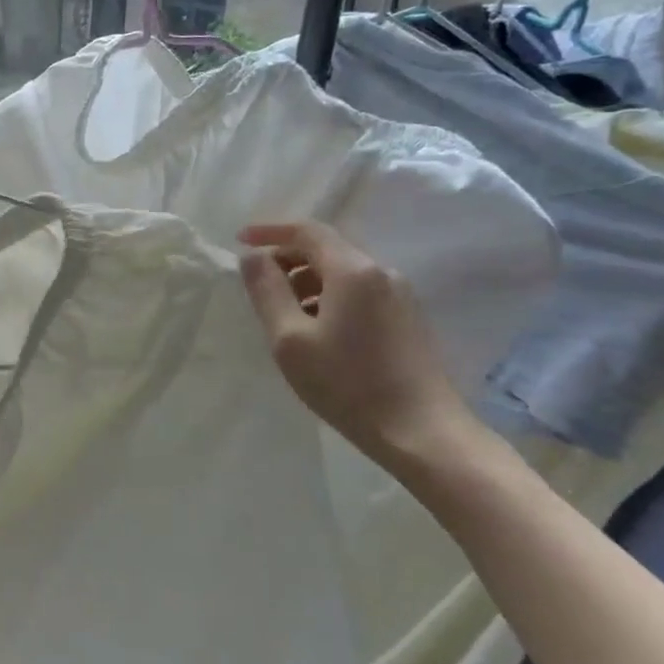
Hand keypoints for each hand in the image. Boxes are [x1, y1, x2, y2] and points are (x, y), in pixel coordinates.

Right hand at [239, 221, 476, 464]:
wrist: (422, 432)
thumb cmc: (347, 383)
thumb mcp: (290, 338)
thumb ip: (267, 291)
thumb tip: (252, 257)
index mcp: (353, 270)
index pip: (308, 231)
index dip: (270, 230)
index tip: (240, 240)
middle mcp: (381, 273)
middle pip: (327, 249)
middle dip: (287, 258)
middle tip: (257, 284)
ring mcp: (400, 296)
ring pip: (343, 272)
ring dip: (307, 281)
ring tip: (282, 314)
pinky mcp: (407, 319)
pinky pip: (359, 292)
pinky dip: (328, 297)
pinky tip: (315, 331)